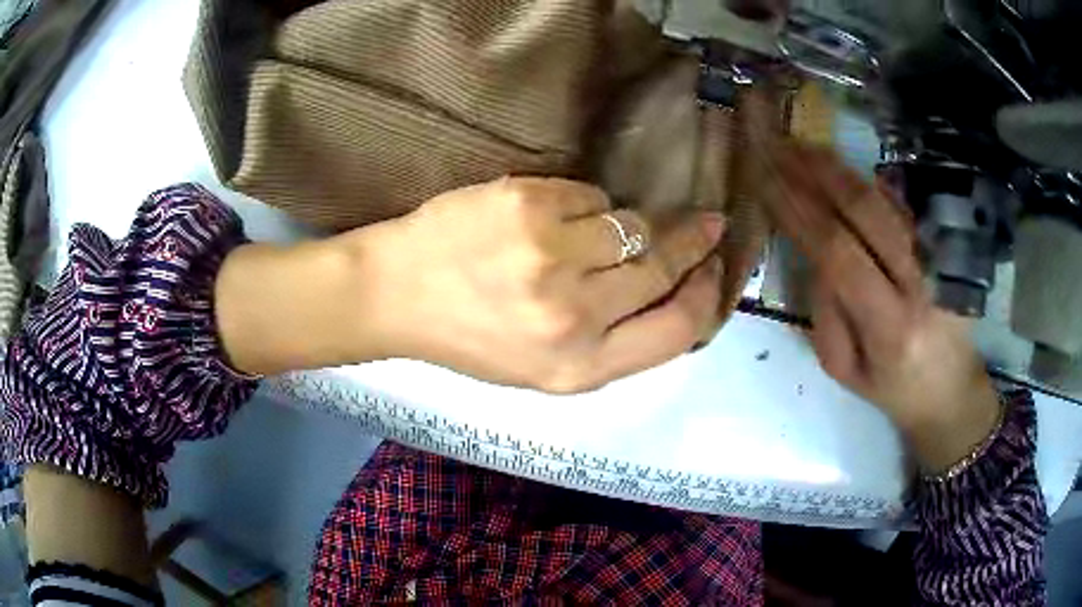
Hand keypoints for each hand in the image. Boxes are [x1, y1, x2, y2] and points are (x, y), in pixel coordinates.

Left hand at [348, 177, 724, 392]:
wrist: (397, 294)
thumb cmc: (470, 337)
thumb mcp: (544, 367)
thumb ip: (613, 341)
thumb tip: (674, 291)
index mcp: (580, 368)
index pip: (679, 329)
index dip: (707, 294)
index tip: (716, 268)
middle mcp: (574, 316)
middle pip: (663, 268)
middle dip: (694, 241)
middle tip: (708, 222)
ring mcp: (552, 255)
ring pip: (632, 224)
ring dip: (628, 224)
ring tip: (600, 229)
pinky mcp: (529, 205)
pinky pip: (589, 195)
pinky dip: (583, 204)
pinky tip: (549, 217)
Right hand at [748, 124, 1001, 471]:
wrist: (950, 392)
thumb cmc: (892, 389)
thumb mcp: (844, 370)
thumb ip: (826, 312)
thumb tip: (815, 254)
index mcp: (889, 326)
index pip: (837, 252)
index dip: (799, 211)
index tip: (765, 181)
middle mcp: (918, 284)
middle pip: (865, 212)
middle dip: (817, 174)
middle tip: (780, 147)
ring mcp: (937, 262)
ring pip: (885, 200)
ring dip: (840, 169)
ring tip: (803, 148)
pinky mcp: (945, 250)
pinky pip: (903, 205)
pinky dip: (868, 181)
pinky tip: (840, 167)